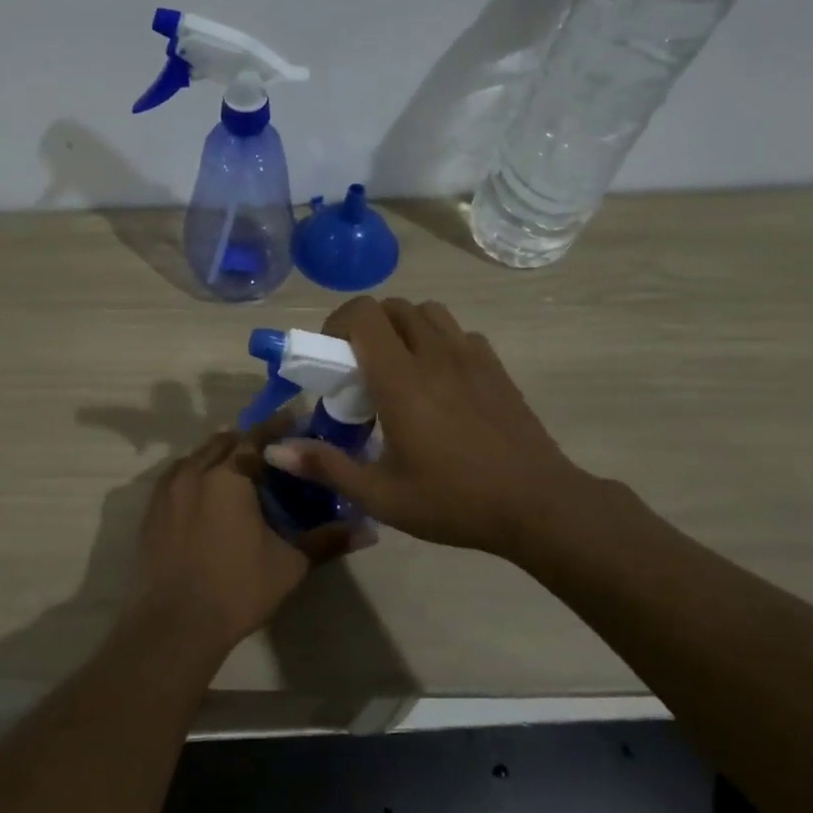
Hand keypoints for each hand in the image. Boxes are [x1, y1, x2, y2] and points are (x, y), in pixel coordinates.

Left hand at [127, 423, 358, 659]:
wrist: (175, 624)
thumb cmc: (237, 588)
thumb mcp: (289, 564)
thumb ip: (327, 539)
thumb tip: (369, 530)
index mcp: (229, 476)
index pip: (256, 437)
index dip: (277, 428)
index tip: (295, 423)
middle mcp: (194, 471)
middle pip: (224, 442)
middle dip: (248, 442)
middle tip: (272, 456)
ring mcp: (167, 489)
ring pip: (198, 457)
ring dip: (220, 457)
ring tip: (241, 476)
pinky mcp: (151, 509)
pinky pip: (178, 477)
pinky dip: (197, 476)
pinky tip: (209, 498)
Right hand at [264, 297, 613, 560]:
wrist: (538, 505)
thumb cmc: (453, 501)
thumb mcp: (380, 495)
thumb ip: (325, 466)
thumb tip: (274, 449)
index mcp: (402, 380)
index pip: (364, 314)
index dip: (338, 323)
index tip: (330, 357)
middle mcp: (435, 355)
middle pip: (393, 307)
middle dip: (367, 326)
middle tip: (359, 368)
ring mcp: (471, 356)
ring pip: (428, 312)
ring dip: (404, 328)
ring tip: (398, 369)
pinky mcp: (495, 367)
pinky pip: (458, 333)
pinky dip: (438, 341)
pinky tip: (439, 382)